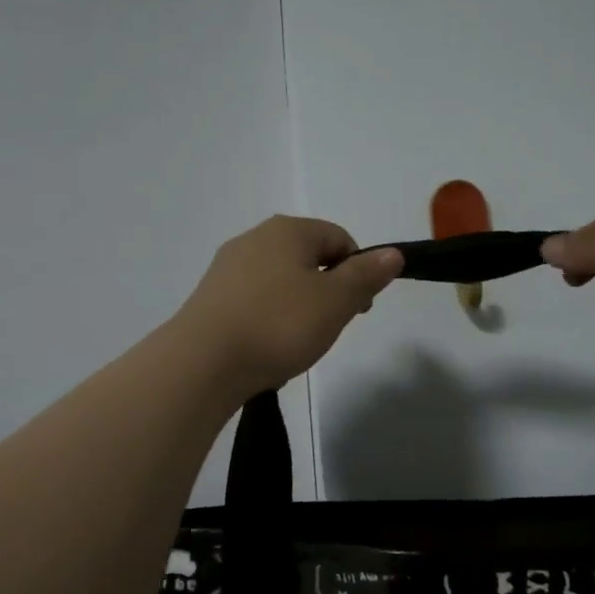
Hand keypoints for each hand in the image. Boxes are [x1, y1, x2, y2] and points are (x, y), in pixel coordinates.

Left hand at [177, 216, 402, 394]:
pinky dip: (269, 318)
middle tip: (331, 326)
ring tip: (298, 342)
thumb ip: (366, 275)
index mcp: (288, 230)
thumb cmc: (278, 325)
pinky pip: (255, 300)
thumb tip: (392, 253)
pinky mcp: (210, 296)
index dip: (359, 270)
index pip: (339, 238)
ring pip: (281, 280)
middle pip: (308, 257)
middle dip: (328, 289)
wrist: (202, 363)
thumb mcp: (335, 301)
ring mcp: (228, 267)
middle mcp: (254, 238)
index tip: (360, 308)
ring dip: (299, 306)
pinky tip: (267, 347)